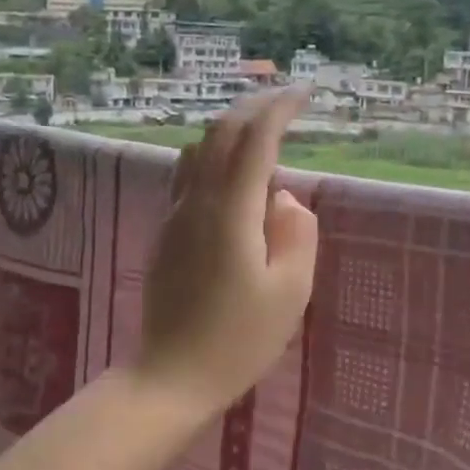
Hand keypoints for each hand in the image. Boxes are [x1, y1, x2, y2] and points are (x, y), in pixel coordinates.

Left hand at [135, 88, 318, 418]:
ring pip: (198, 150)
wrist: (171, 375)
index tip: (304, 94)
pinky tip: (231, 174)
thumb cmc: (238, 340)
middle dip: (252, 107)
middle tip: (284, 101)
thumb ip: (296, 234)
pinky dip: (213, 156)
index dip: (280, 109)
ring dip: (230, 130)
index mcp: (231, 212)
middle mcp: (197, 202)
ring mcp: (175, 215)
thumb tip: (284, 198)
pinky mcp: (165, 232)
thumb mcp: (289, 293)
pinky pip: (188, 175)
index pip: (255, 140)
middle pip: (220, 133)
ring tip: (260, 133)